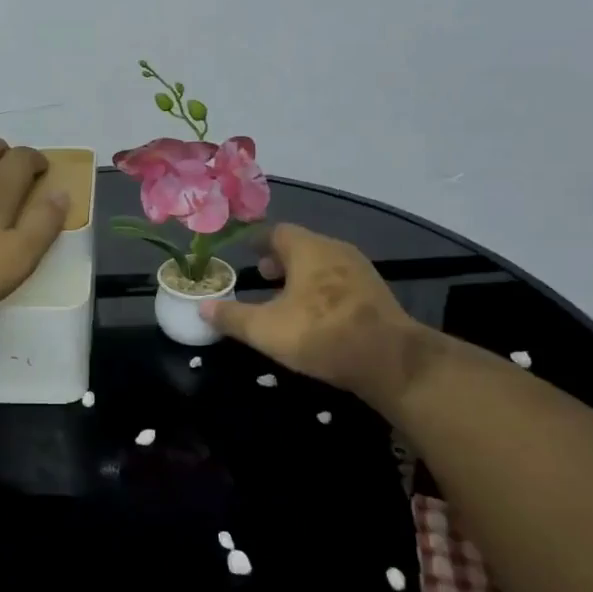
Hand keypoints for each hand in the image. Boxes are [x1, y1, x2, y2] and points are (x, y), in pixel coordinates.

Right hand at [201, 223, 423, 405]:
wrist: (390, 360)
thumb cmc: (320, 333)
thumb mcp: (265, 329)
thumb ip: (232, 316)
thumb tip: (202, 307)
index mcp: (308, 249)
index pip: (277, 231)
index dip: (258, 241)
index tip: (245, 251)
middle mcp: (335, 250)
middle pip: (302, 246)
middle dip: (280, 259)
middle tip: (262, 275)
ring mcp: (360, 271)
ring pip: (323, 264)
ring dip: (302, 276)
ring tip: (285, 297)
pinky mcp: (376, 294)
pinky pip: (340, 281)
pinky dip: (322, 289)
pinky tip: (315, 314)